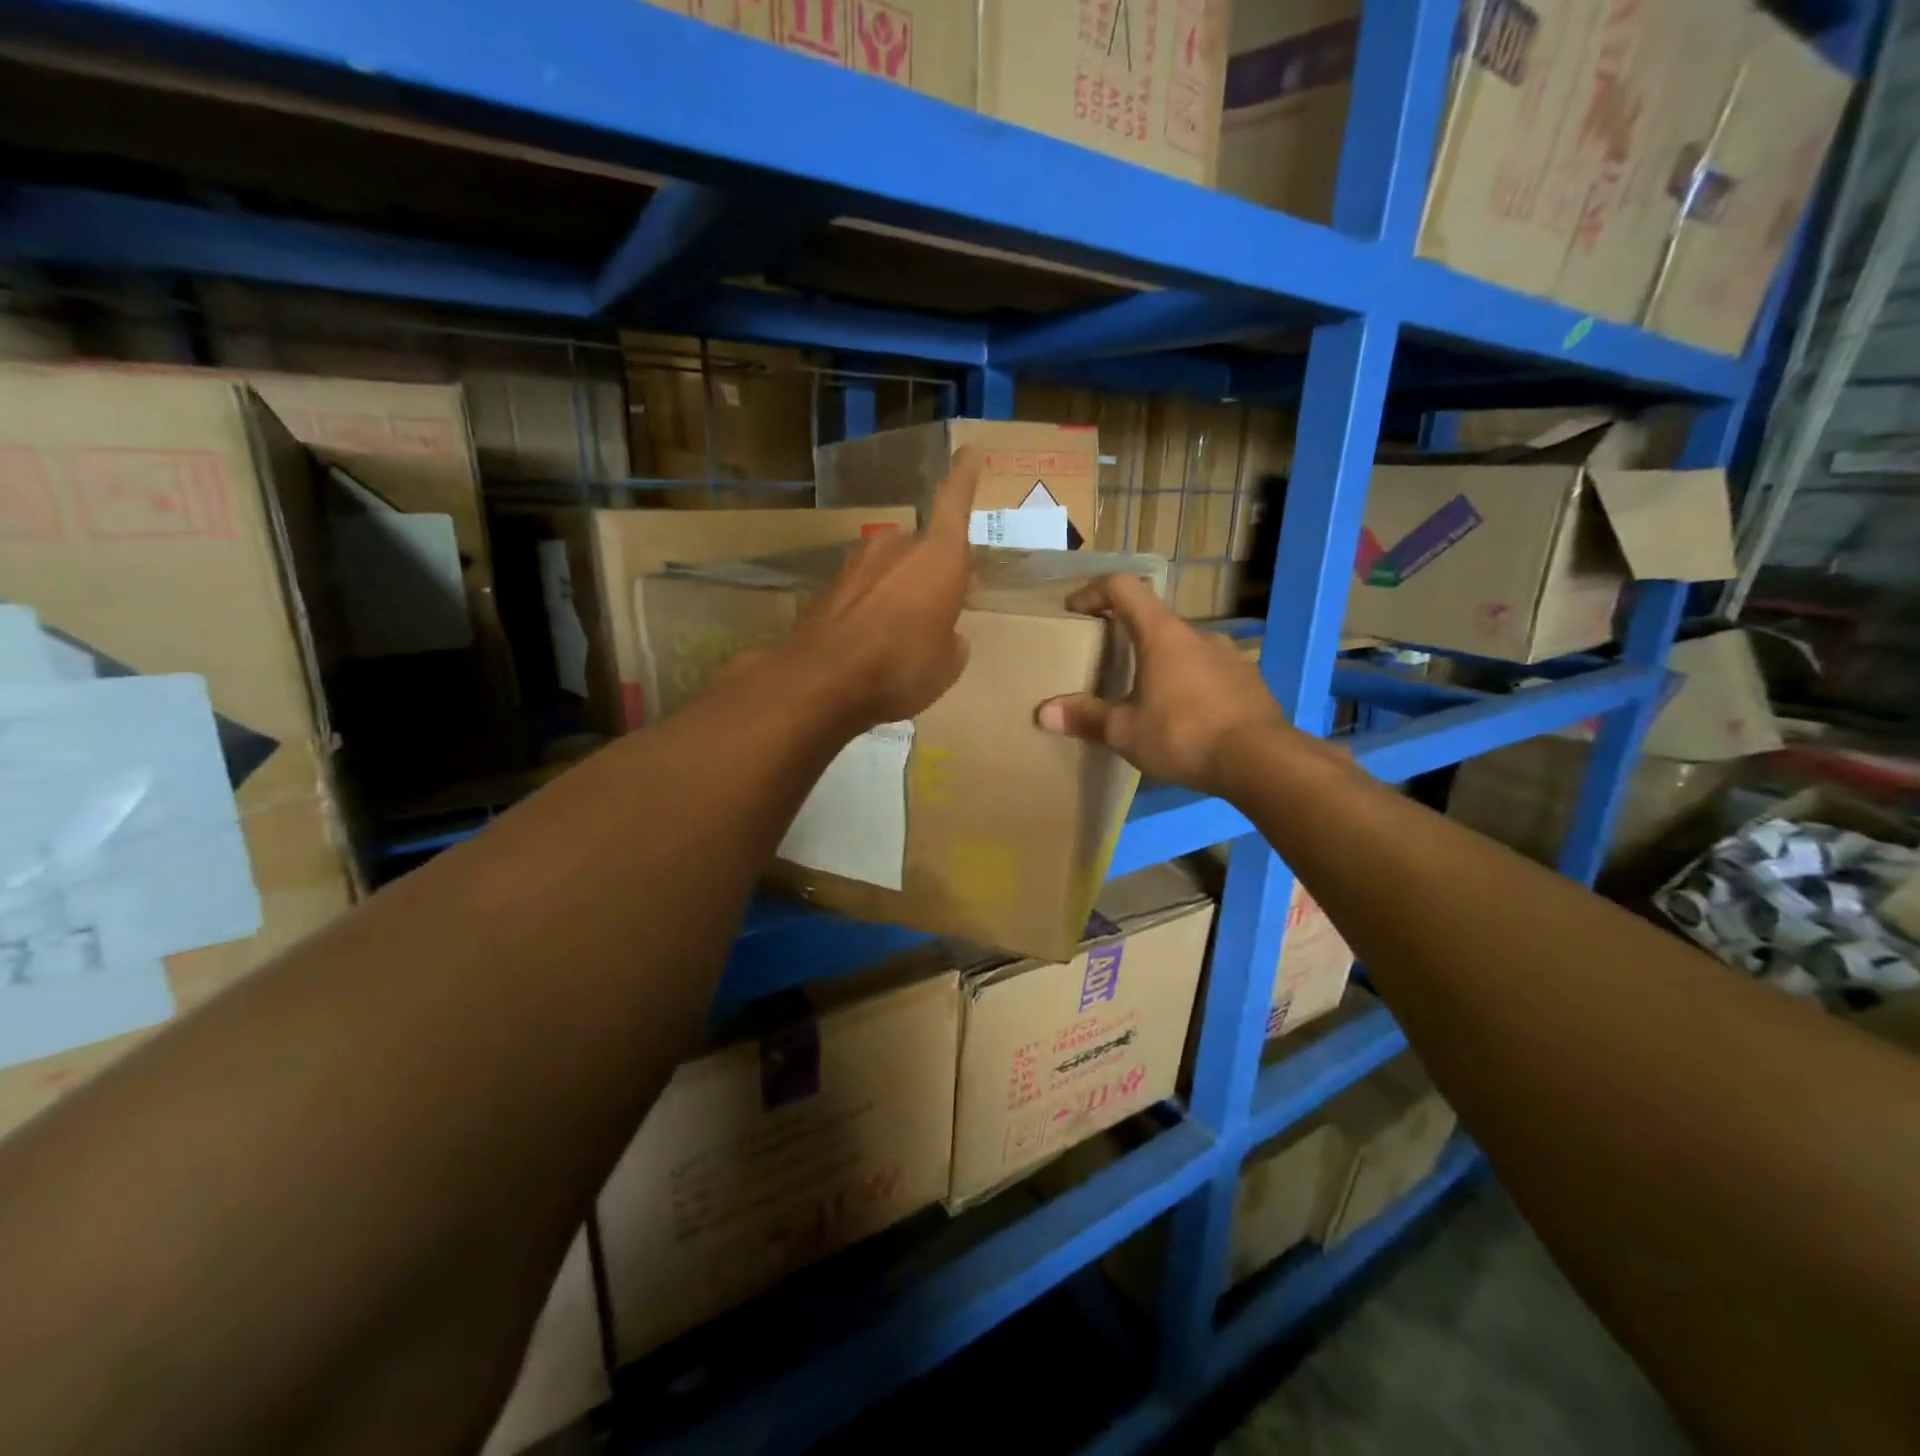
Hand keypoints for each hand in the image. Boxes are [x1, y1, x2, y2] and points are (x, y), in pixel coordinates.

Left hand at [780, 447, 980, 728]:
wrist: (822, 680)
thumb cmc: (902, 667)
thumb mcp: (948, 665)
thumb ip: (952, 641)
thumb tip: (946, 636)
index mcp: (939, 557)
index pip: (955, 502)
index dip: (965, 476)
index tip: (970, 451)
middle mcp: (898, 547)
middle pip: (922, 547)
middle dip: (930, 571)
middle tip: (937, 605)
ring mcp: (857, 563)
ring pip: (890, 567)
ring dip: (899, 589)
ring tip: (902, 631)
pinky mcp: (829, 586)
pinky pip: (864, 589)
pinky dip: (872, 607)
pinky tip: (870, 641)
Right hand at [1036, 574, 1293, 794]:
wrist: (1262, 760)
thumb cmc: (1184, 735)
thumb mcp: (1125, 732)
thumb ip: (1086, 718)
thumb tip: (1043, 713)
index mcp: (1162, 635)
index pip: (1123, 588)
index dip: (1094, 592)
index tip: (1075, 610)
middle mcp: (1197, 635)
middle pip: (1154, 621)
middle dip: (1127, 638)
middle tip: (1109, 666)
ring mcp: (1229, 656)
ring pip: (1184, 650)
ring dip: (1161, 665)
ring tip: (1148, 700)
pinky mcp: (1248, 682)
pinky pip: (1208, 673)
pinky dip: (1189, 685)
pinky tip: (1185, 719)